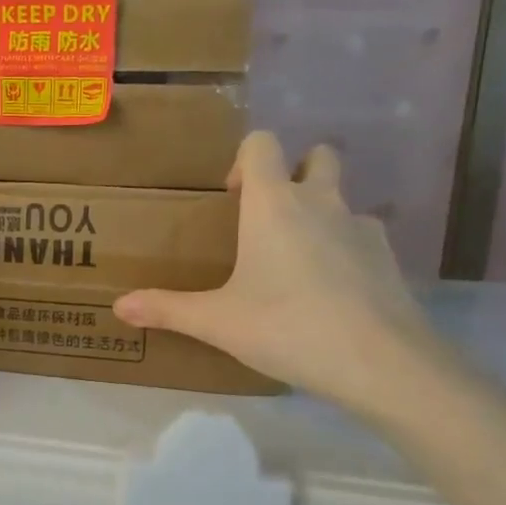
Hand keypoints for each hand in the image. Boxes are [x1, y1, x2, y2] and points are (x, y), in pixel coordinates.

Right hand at [113, 132, 438, 415]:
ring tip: (297, 264)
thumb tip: (118, 307)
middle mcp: (321, 201)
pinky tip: (330, 292)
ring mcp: (361, 226)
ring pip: (342, 198)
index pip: (262, 143)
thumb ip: (167, 309)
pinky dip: (344, 249)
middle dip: (295, 173)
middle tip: (269, 220)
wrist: (377, 361)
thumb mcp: (217, 322)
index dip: (245, 160)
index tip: (232, 199)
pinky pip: (361, 236)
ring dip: (321, 214)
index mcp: (274, 204)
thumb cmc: (286, 327)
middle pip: (317, 156)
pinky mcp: (387, 257)